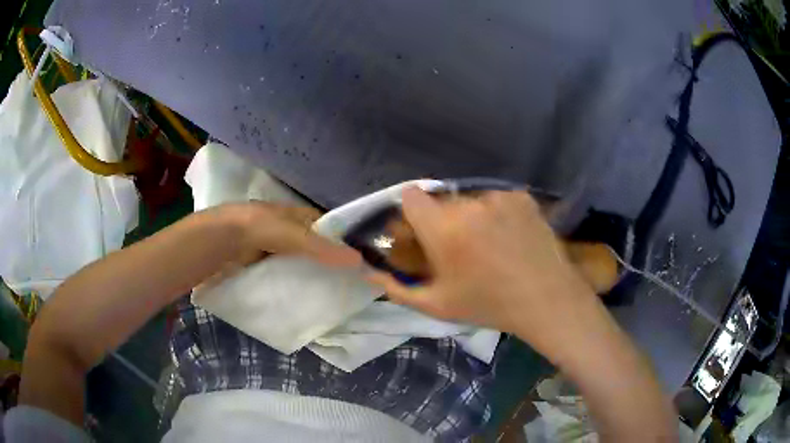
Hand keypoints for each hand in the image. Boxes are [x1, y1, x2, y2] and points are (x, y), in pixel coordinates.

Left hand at [202, 202, 361, 285]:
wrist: (214, 243)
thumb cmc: (254, 228)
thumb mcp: (289, 234)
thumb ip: (320, 247)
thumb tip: (359, 261)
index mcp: (295, 215)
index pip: (327, 226)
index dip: (343, 239)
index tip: (361, 260)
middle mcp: (286, 230)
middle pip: (314, 246)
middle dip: (330, 261)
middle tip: (352, 282)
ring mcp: (273, 250)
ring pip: (301, 262)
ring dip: (313, 275)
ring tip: (336, 294)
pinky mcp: (263, 267)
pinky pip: (285, 276)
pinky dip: (296, 284)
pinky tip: (308, 298)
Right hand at [366, 187, 599, 358]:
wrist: (546, 299)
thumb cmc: (489, 305)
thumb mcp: (436, 306)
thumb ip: (396, 288)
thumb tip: (367, 271)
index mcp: (444, 230)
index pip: (411, 195)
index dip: (412, 212)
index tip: (421, 231)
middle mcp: (470, 204)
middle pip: (442, 200)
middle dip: (443, 219)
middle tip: (460, 247)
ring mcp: (499, 197)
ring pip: (471, 199)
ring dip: (472, 216)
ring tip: (489, 244)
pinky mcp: (521, 196)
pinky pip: (496, 199)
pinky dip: (497, 213)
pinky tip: (510, 237)